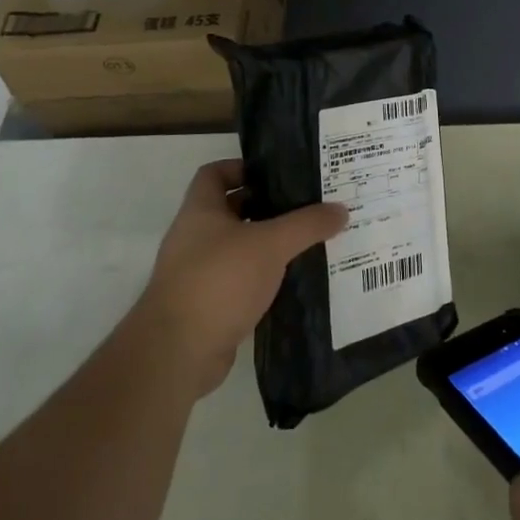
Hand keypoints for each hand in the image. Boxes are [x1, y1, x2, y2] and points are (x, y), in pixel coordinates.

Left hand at [130, 159, 346, 396]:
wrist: (178, 352)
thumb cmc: (219, 280)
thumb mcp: (270, 244)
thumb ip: (307, 225)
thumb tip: (341, 209)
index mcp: (200, 211)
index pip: (215, 173)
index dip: (243, 167)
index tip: (279, 174)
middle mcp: (195, 237)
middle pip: (232, 209)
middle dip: (267, 207)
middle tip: (307, 206)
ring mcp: (199, 273)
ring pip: (240, 247)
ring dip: (269, 245)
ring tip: (309, 241)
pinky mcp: (209, 305)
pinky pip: (241, 281)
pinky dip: (264, 278)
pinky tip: (294, 280)